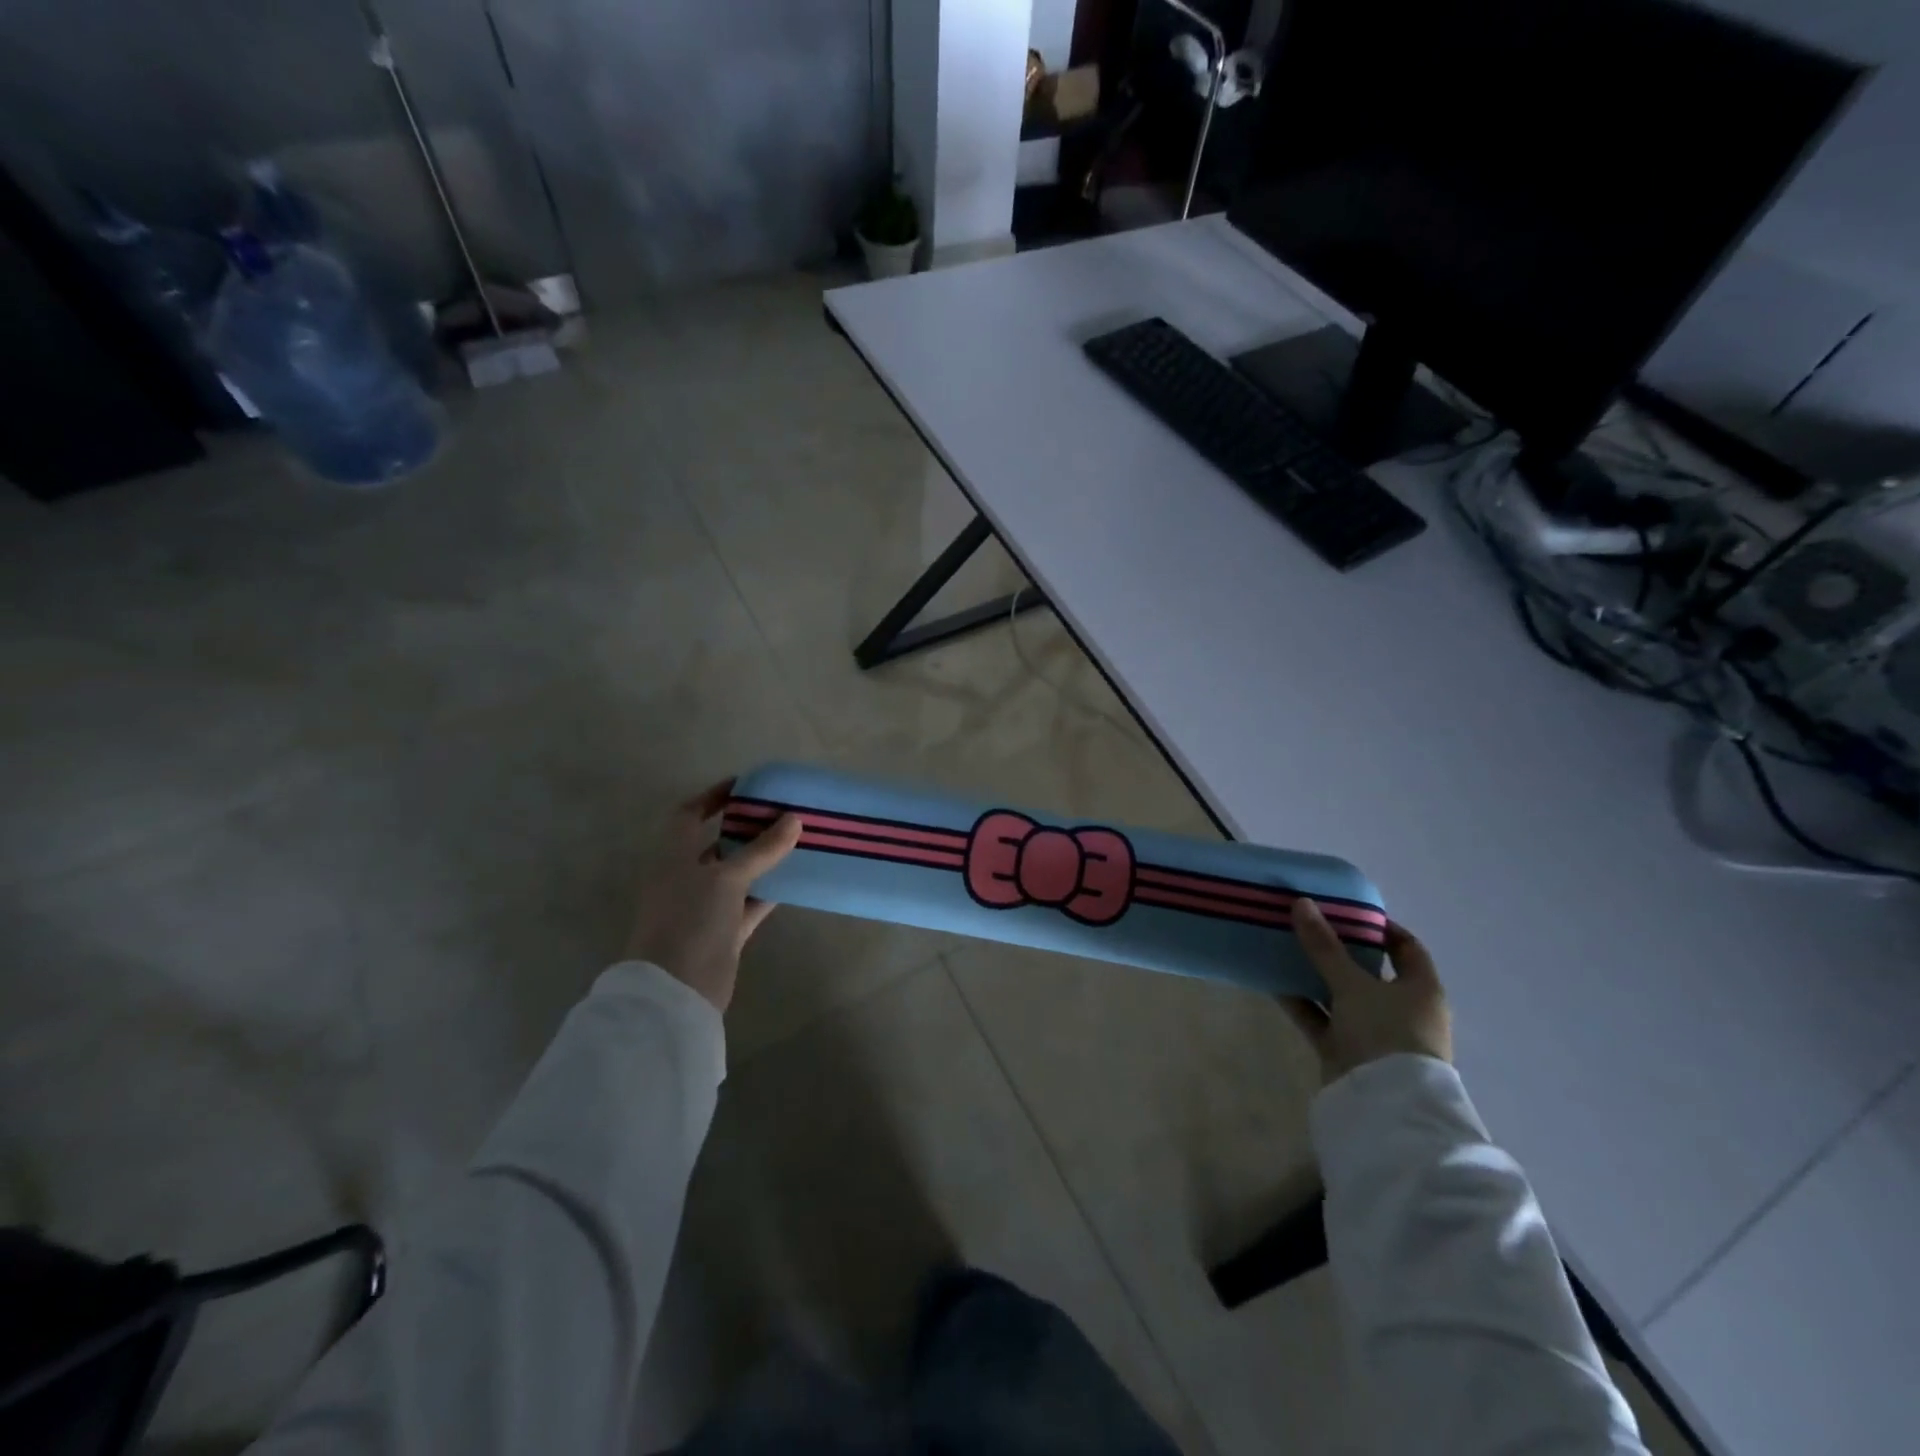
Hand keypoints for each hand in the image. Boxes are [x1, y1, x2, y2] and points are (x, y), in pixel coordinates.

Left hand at [625, 781, 802, 1011]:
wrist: (676, 990)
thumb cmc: (690, 920)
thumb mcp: (726, 878)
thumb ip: (762, 849)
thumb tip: (794, 819)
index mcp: (673, 857)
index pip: (689, 815)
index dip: (712, 797)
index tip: (744, 785)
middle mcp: (686, 877)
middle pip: (718, 843)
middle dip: (746, 828)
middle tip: (782, 812)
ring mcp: (704, 906)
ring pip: (737, 874)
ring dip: (763, 860)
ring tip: (797, 841)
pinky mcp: (724, 932)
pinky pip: (750, 903)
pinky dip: (769, 892)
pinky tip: (796, 880)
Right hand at [1282, 899, 1451, 1085]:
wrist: (1383, 1105)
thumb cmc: (1385, 1033)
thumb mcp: (1353, 984)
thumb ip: (1325, 946)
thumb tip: (1302, 903)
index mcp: (1420, 989)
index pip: (1406, 948)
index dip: (1380, 927)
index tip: (1346, 911)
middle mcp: (1400, 1009)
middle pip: (1368, 970)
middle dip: (1338, 948)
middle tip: (1306, 924)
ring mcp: (1372, 1032)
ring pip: (1340, 994)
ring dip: (1314, 975)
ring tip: (1283, 947)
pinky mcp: (1346, 1050)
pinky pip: (1321, 1018)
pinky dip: (1301, 1002)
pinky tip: (1273, 982)